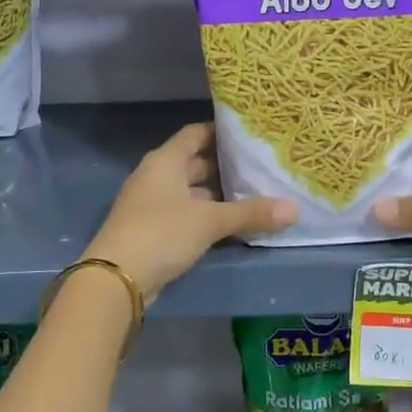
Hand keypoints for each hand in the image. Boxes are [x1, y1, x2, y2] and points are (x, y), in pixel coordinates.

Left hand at [84, 123, 295, 299]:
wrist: (116, 279)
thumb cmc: (161, 233)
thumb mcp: (209, 221)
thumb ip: (251, 213)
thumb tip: (295, 209)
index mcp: (165, 161)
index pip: (195, 133)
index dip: (221, 131)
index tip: (250, 134)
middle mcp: (157, 177)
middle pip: (195, 162)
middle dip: (226, 166)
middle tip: (262, 166)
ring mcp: (152, 205)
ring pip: (192, 192)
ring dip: (218, 194)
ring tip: (255, 194)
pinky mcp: (154, 231)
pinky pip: (187, 215)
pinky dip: (207, 216)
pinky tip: (233, 224)